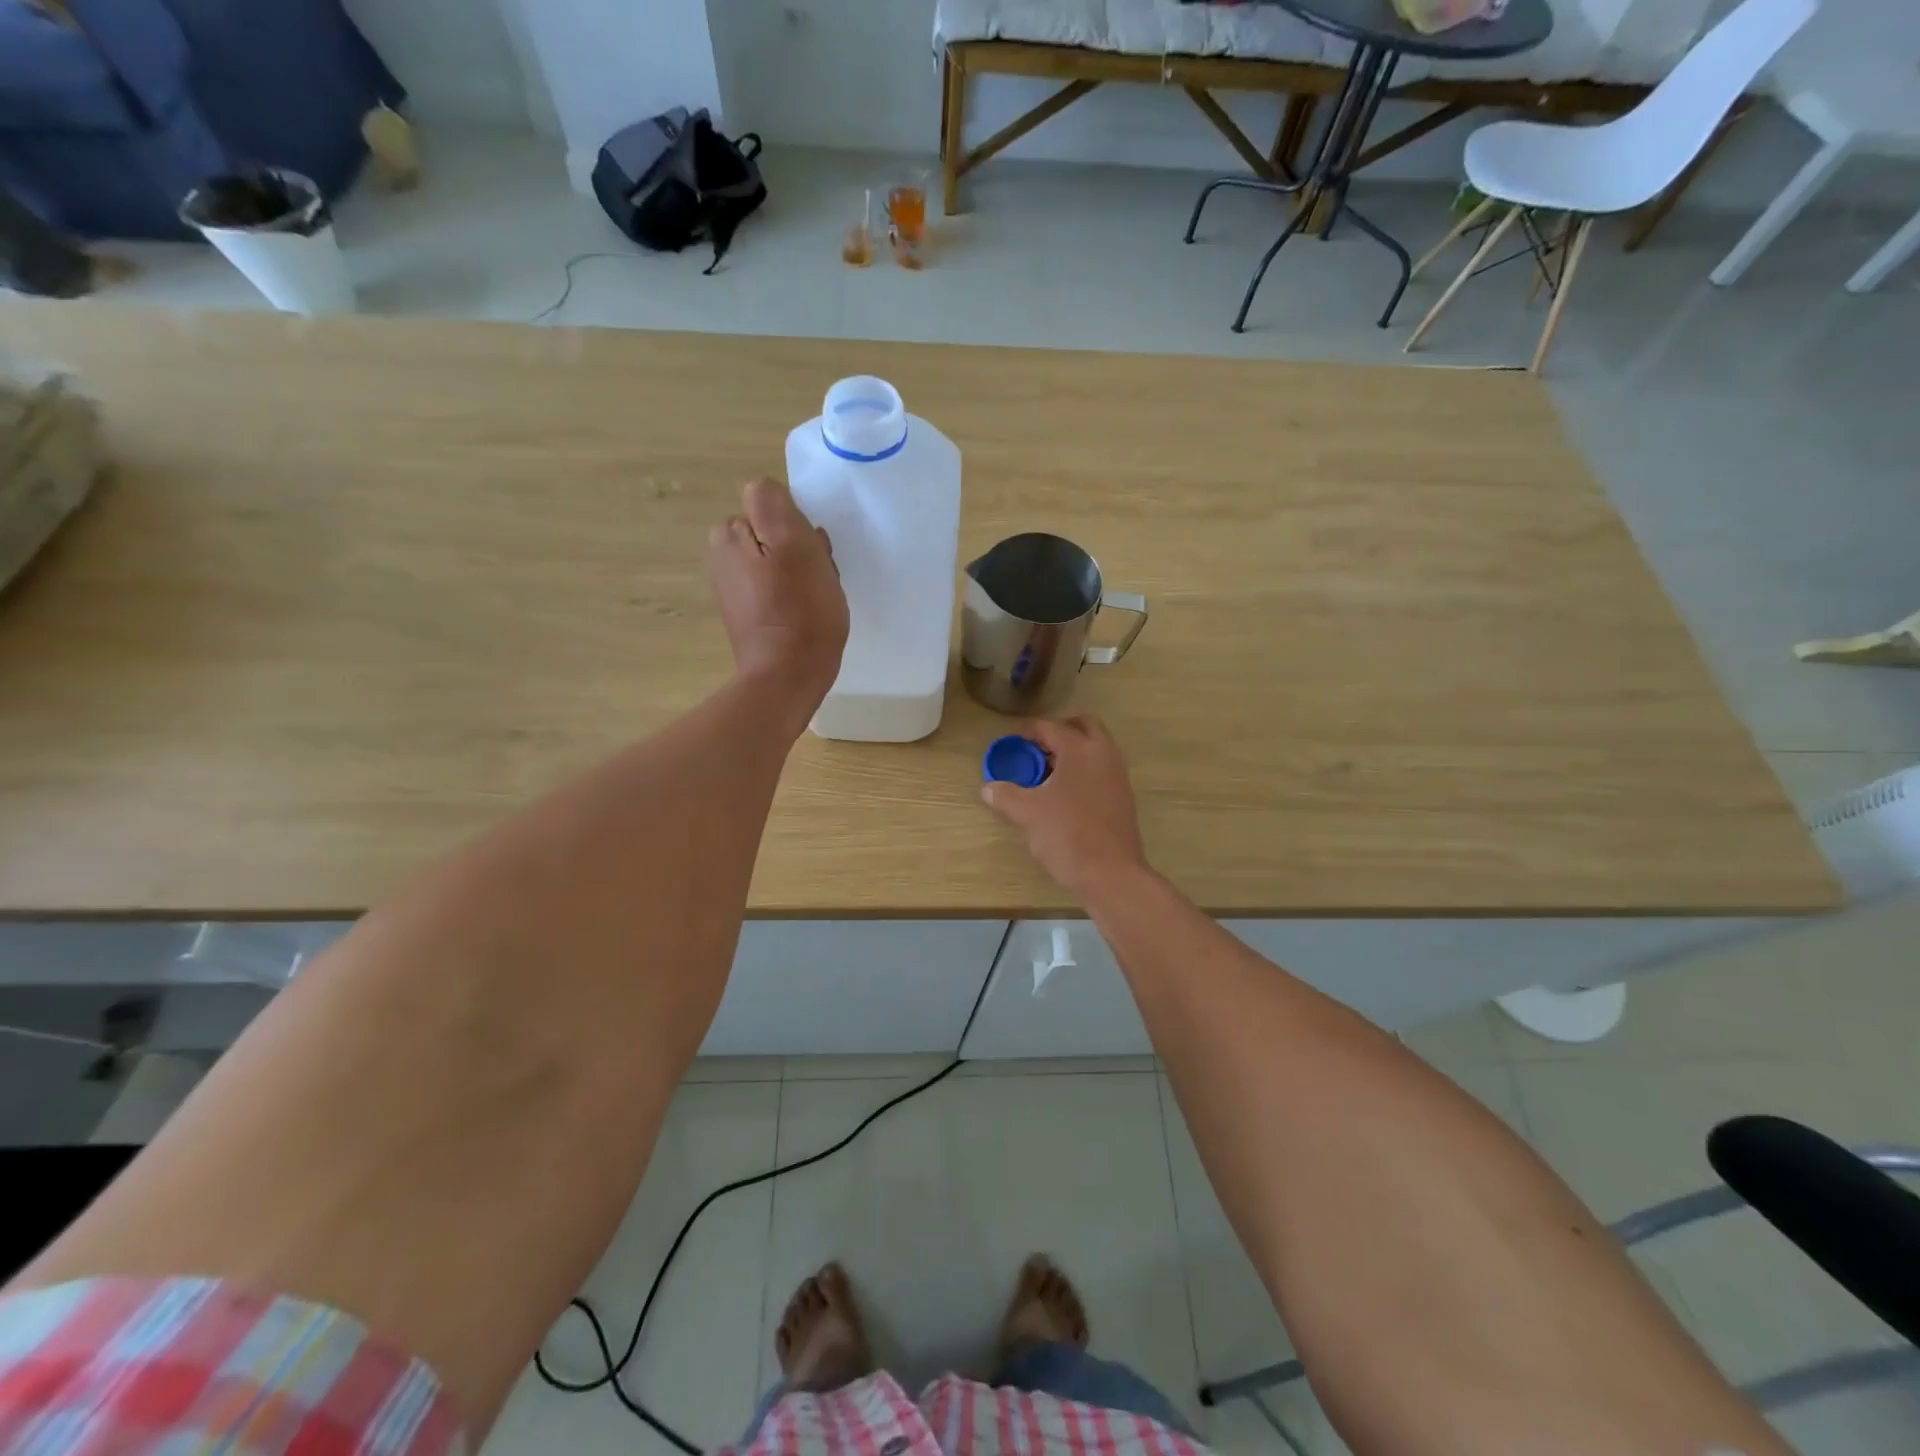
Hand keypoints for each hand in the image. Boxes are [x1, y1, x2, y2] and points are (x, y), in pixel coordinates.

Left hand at [708, 478, 848, 725]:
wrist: (788, 678)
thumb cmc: (799, 611)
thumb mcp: (793, 545)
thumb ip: (773, 505)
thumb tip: (764, 491)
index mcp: (729, 536)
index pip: (772, 507)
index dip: (798, 527)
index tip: (812, 552)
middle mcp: (722, 558)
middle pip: (775, 536)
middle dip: (799, 550)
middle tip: (818, 577)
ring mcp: (734, 590)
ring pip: (780, 563)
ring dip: (802, 574)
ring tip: (816, 598)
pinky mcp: (748, 616)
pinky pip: (777, 591)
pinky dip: (794, 598)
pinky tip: (807, 616)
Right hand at [981, 715, 1151, 902]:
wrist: (1110, 874)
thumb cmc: (1066, 835)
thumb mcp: (1027, 813)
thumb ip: (1005, 795)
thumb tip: (988, 788)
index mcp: (1080, 750)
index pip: (1051, 727)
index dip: (1029, 731)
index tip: (1013, 739)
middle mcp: (1104, 754)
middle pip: (1084, 725)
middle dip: (1060, 729)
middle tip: (1038, 745)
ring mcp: (1118, 775)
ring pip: (1096, 747)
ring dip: (1074, 749)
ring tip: (1048, 770)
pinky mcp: (1124, 797)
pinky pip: (1102, 768)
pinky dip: (1084, 769)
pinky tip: (1065, 793)